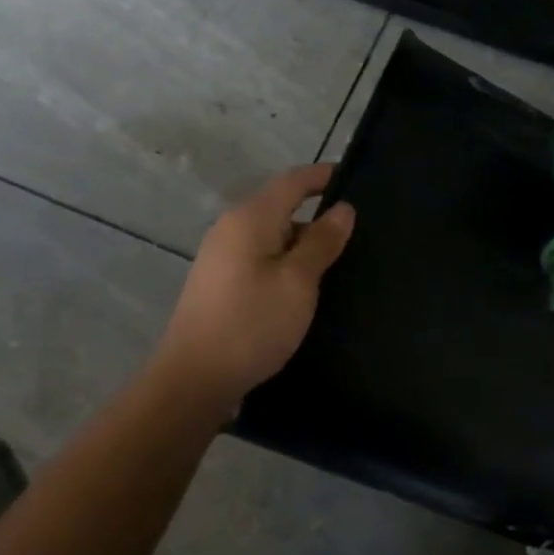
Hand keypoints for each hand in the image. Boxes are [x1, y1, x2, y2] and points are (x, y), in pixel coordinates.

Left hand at [153, 164, 355, 407]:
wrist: (195, 378)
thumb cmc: (252, 324)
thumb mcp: (298, 281)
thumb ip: (322, 242)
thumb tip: (343, 209)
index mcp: (250, 219)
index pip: (293, 181)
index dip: (323, 176)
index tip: (354, 178)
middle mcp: (231, 229)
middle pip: (281, 208)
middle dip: (317, 215)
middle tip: (359, 232)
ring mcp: (221, 257)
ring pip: (271, 237)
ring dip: (303, 244)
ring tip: (340, 262)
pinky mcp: (219, 284)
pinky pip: (261, 259)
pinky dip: (286, 264)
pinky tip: (305, 287)